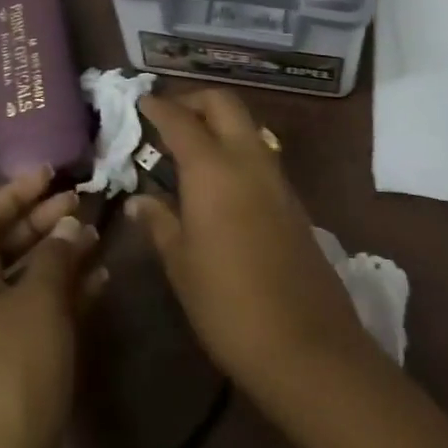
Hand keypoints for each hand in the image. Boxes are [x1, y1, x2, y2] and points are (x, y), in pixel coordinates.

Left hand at [0, 167, 105, 447]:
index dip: (17, 191)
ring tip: (98, 235)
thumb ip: (56, 255)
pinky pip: (41, 312)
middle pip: (7, 245)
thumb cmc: (15, 371)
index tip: (52, 172)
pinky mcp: (17, 364)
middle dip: (43, 220)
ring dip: (60, 256)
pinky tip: (101, 280)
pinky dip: (68, 293)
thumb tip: (69, 225)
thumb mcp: (39, 301)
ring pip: (28, 278)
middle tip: (82, 201)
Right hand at [130, 90, 372, 396]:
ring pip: (246, 125)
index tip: (141, 102)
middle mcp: (248, 159)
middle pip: (224, 103)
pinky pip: (260, 153)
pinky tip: (218, 180)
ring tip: (188, 148)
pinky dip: (235, 147)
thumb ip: (160, 223)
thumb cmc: (229, 305)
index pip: (181, 120)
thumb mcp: (182, 265)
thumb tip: (139, 201)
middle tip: (168, 117)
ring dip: (218, 122)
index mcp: (213, 169)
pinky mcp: (293, 200)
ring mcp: (276, 178)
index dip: (158, 106)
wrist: (308, 347)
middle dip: (194, 100)